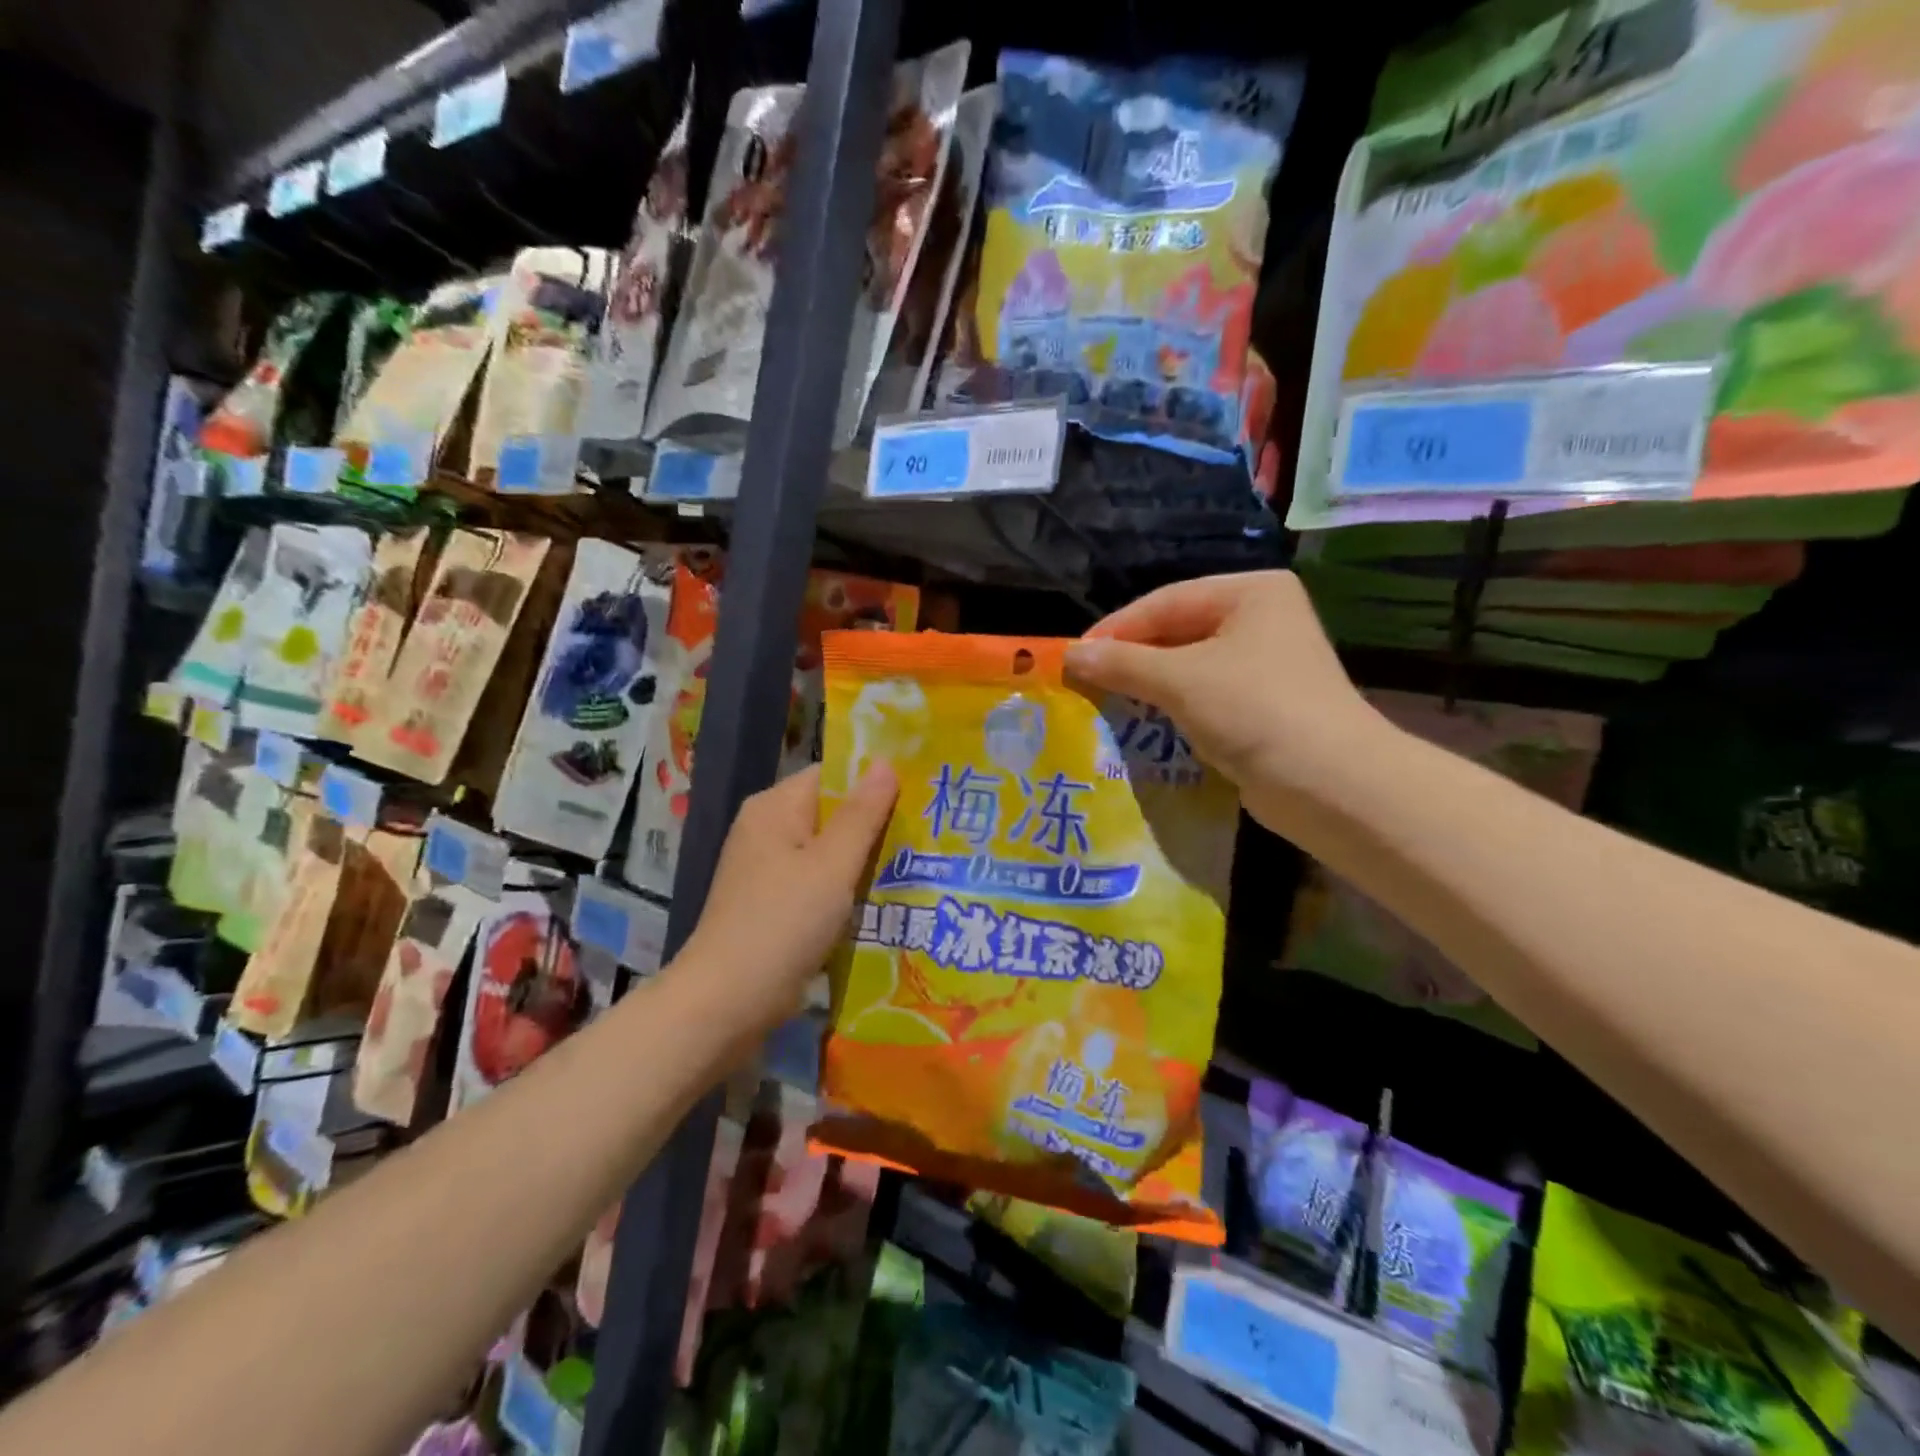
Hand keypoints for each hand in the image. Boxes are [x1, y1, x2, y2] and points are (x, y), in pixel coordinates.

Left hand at [676, 763, 898, 1036]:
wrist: (726, 1003)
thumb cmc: (782, 924)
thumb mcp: (831, 866)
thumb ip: (862, 815)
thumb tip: (886, 762)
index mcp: (775, 808)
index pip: (832, 775)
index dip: (874, 780)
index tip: (920, 793)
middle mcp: (767, 830)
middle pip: (832, 813)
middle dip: (876, 823)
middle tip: (929, 831)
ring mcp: (768, 869)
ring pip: (829, 851)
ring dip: (865, 859)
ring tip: (919, 863)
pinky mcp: (774, 904)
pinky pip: (819, 882)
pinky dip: (846, 888)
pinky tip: (884, 898)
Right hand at [1064, 571, 1389, 836]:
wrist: (1330, 785)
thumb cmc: (1255, 710)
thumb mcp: (1180, 680)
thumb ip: (1122, 663)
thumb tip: (1069, 655)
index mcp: (1250, 593)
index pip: (1165, 602)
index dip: (1115, 629)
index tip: (1072, 656)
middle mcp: (1260, 620)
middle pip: (1176, 632)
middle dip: (1130, 659)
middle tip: (1083, 681)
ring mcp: (1263, 665)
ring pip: (1186, 667)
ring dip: (1146, 685)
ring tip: (1101, 701)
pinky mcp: (1259, 706)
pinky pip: (1201, 696)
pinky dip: (1170, 707)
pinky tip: (1139, 722)